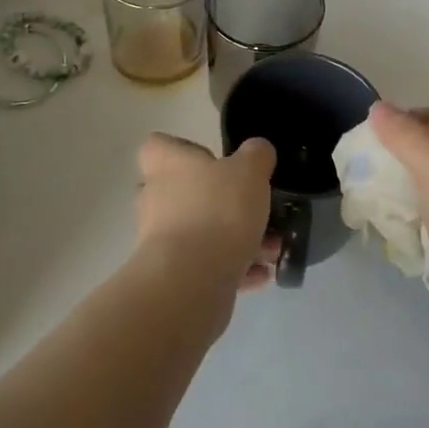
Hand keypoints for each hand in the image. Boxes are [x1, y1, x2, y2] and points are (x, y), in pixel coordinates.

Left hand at [135, 133, 278, 293]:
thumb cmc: (218, 210)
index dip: (183, 149)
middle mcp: (157, 198)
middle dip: (217, 200)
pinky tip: (261, 274)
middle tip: (249, 206)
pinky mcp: (172, 275)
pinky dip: (233, 268)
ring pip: (201, 231)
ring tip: (271, 248)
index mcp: (168, 164)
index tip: (211, 158)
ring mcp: (161, 240)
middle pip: (183, 191)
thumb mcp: (250, 170)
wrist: (192, 281)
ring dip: (234, 238)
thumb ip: (256, 154)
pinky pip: (206, 265)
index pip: (157, 146)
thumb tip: (257, 151)